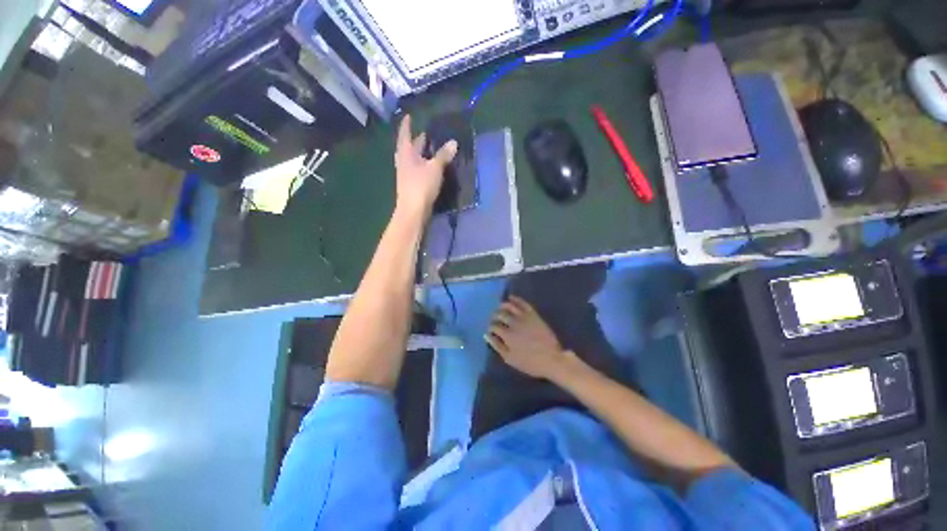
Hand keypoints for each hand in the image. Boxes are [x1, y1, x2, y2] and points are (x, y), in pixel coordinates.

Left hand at [394, 114, 457, 217]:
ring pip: (413, 160)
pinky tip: (430, 167)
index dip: (407, 125)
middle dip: (417, 141)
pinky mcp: (411, 185)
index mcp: (406, 153)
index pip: (405, 134)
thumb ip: (443, 155)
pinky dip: (423, 165)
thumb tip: (453, 142)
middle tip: (425, 134)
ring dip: (420, 154)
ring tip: (430, 149)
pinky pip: (417, 170)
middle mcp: (404, 162)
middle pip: (409, 148)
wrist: (413, 210)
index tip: (409, 116)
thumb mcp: (435, 168)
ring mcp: (406, 175)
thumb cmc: (421, 185)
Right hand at [486, 296, 571, 379]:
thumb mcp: (510, 359)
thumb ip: (497, 346)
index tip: (490, 329)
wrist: (552, 359)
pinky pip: (523, 303)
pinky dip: (516, 299)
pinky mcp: (533, 314)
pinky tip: (511, 298)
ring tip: (500, 307)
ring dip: (502, 305)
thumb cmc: (530, 363)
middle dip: (495, 316)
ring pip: (509, 306)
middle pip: (500, 314)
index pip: (494, 326)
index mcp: (507, 335)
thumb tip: (486, 335)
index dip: (490, 327)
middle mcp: (514, 323)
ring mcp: (524, 317)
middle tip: (494, 318)